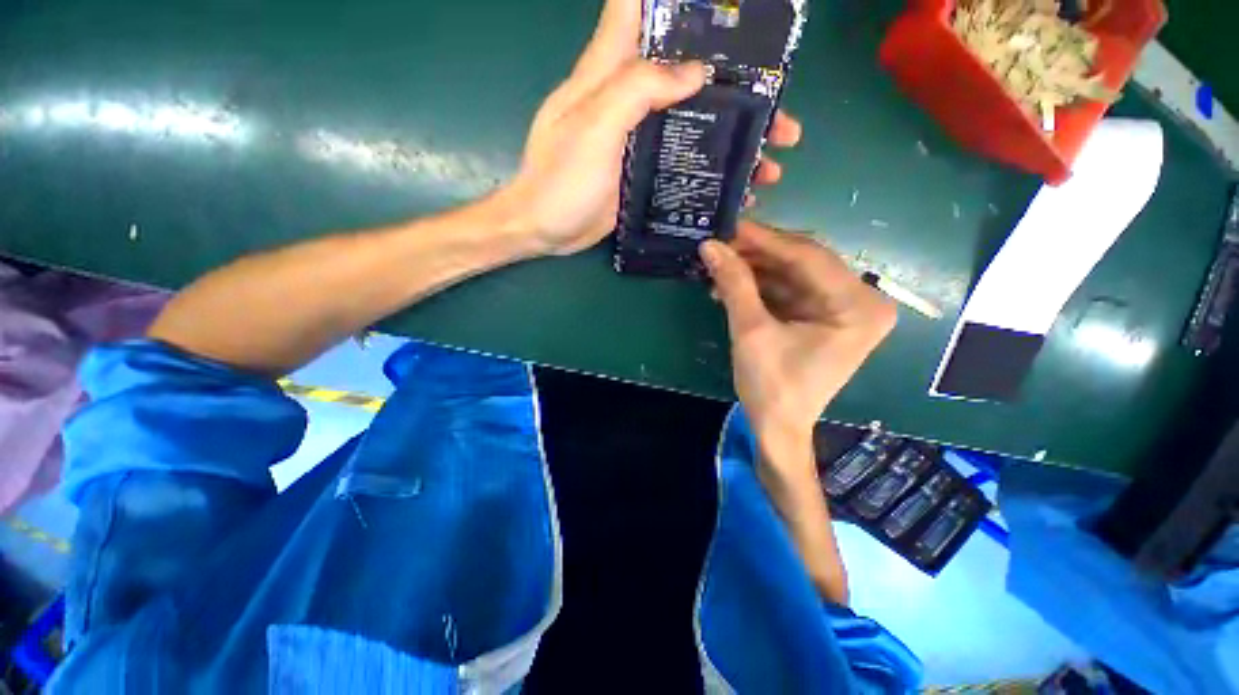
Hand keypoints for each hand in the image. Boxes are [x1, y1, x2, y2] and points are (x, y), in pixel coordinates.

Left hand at [502, 0, 801, 256]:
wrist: (544, 230)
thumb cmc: (560, 181)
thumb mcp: (592, 128)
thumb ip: (637, 90)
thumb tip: (694, 70)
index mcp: (609, 73)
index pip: (637, 10)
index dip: (679, 2)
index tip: (726, 7)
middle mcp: (627, 99)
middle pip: (687, 73)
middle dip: (735, 82)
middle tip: (778, 106)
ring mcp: (638, 139)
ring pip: (694, 122)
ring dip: (735, 136)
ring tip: (772, 159)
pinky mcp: (642, 172)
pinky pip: (684, 161)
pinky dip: (712, 170)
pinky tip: (737, 187)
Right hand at [700, 221, 895, 474]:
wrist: (779, 427)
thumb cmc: (771, 386)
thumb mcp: (750, 331)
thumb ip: (733, 283)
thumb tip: (710, 245)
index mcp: (858, 306)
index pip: (807, 256)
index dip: (764, 239)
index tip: (729, 226)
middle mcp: (861, 300)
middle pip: (803, 261)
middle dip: (757, 254)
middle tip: (721, 244)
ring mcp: (843, 308)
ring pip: (793, 273)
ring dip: (755, 270)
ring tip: (719, 267)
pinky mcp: (824, 316)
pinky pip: (791, 289)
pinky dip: (761, 286)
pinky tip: (732, 285)